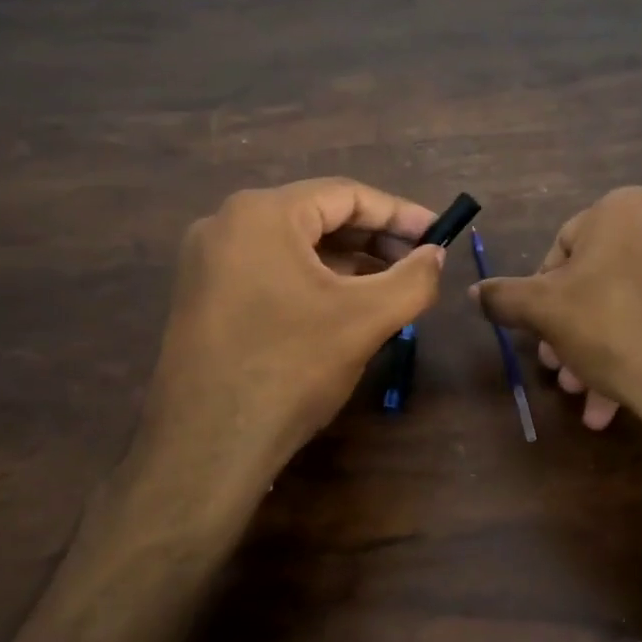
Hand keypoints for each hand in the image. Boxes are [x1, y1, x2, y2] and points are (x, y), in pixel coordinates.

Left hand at [129, 179, 444, 534]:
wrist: (206, 447)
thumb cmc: (290, 368)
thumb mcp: (365, 319)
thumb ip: (413, 279)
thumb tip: (435, 255)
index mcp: (262, 214)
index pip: (345, 195)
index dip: (399, 213)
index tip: (438, 234)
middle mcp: (226, 224)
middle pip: (317, 216)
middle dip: (373, 238)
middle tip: (418, 262)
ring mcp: (207, 261)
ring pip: (294, 246)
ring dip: (346, 261)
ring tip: (389, 286)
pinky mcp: (203, 296)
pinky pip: (270, 270)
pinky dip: (312, 280)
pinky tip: (343, 306)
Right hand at [471, 187, 641, 493]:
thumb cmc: (613, 326)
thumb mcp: (544, 310)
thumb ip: (504, 297)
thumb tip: (474, 292)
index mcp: (620, 209)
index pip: (560, 248)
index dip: (539, 295)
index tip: (536, 333)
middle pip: (594, 281)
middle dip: (568, 331)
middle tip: (556, 371)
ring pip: (624, 306)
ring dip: (594, 352)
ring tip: (584, 396)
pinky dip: (631, 353)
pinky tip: (613, 403)